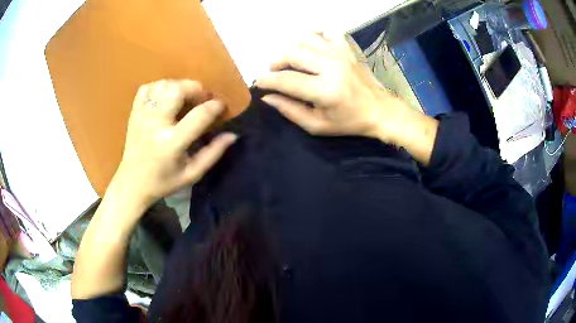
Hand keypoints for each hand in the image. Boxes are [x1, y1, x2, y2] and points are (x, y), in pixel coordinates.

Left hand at [114, 79, 236, 208]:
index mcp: (172, 143)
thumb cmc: (163, 182)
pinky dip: (159, 86)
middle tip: (202, 97)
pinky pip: (147, 88)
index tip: (221, 107)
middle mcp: (156, 125)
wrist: (132, 183)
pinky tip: (166, 96)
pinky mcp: (134, 113)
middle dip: (196, 88)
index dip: (215, 106)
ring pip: (163, 85)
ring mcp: (142, 116)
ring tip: (185, 96)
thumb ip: (213, 153)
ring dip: (179, 85)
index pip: (199, 115)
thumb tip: (232, 135)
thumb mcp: (192, 174)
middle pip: (178, 90)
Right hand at [255, 32, 410, 143]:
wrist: (379, 110)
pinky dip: (315, 34)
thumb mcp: (317, 125)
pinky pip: (327, 31)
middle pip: (293, 54)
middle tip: (275, 73)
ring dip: (292, 49)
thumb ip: (290, 111)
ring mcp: (340, 53)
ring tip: (291, 61)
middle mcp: (331, 66)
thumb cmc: (348, 121)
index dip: (268, 81)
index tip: (259, 83)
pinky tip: (311, 45)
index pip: (287, 80)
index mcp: (325, 90)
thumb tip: (267, 97)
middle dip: (277, 63)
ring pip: (305, 40)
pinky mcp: (346, 48)